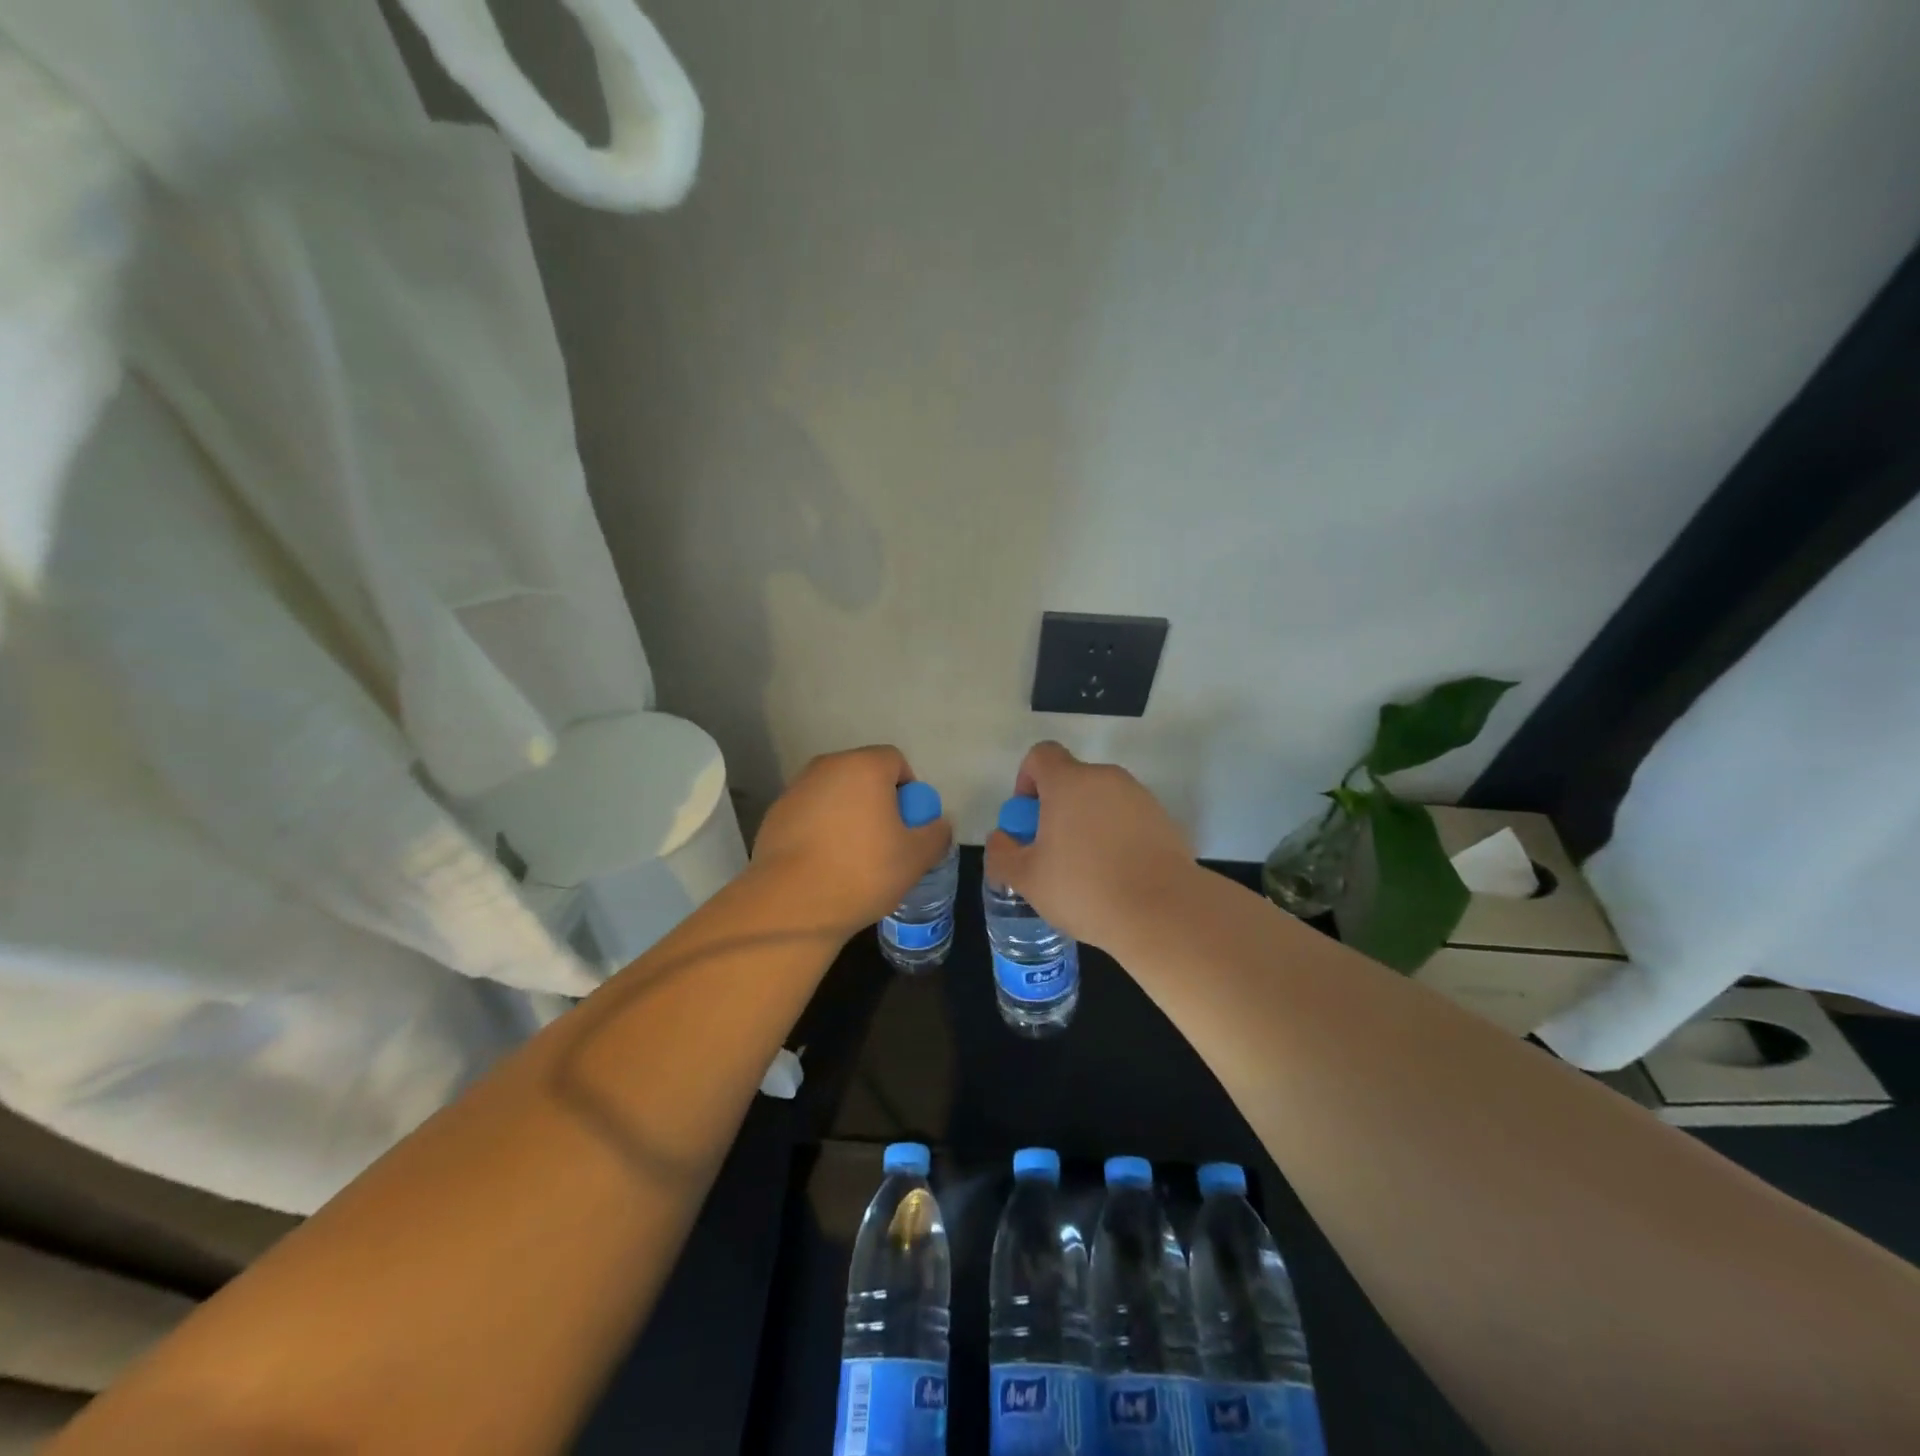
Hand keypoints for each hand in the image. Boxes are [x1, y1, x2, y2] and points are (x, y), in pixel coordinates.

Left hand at [750, 746, 951, 936]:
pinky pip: (810, 814)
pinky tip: (824, 864)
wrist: (793, 904)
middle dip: (877, 801)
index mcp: (864, 766)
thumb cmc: (863, 871)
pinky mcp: (773, 816)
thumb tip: (939, 824)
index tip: (908, 825)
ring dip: (848, 815)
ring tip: (853, 857)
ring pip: (834, 795)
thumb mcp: (916, 858)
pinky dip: (821, 830)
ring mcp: (795, 790)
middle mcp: (826, 767)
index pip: (895, 761)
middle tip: (885, 841)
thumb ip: (936, 833)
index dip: (909, 790)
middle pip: (863, 775)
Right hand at [983, 741, 1195, 948]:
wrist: (1163, 912)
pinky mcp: (1164, 820)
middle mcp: (1106, 778)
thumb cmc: (1085, 889)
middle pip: (1072, 780)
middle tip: (1052, 852)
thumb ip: (1002, 854)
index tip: (1028, 820)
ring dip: (1087, 823)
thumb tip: (1001, 839)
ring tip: (1086, 870)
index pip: (1041, 755)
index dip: (1026, 780)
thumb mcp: (1027, 879)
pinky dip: (1116, 837)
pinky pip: (1128, 819)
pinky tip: (1116, 876)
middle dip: (1057, 809)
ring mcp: (1140, 797)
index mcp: (1070, 782)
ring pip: (1101, 800)